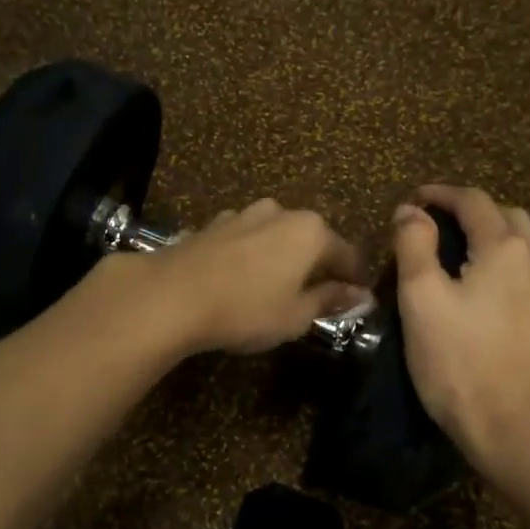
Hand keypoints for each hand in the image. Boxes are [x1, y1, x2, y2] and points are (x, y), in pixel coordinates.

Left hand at [111, 198, 368, 355]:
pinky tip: (241, 279)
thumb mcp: (296, 315)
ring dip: (281, 258)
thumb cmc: (245, 309)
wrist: (171, 295)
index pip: (347, 254)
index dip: (355, 279)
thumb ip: (329, 300)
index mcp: (311, 232)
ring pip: (276, 236)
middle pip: (311, 239)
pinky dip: (251, 256)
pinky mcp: (212, 225)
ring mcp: (243, 215)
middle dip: (317, 265)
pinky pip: (245, 240)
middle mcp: (281, 213)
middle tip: (317, 295)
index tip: (358, 298)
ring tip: (276, 287)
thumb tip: (359, 295)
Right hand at [392, 185, 529, 475]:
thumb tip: (411, 211)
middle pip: (510, 217)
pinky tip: (506, 296)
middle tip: (443, 228)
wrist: (516, 432)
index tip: (415, 199)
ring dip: (504, 239)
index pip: (474, 201)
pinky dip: (521, 272)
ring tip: (477, 257)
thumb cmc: (458, 363)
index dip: (442, 194)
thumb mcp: (420, 300)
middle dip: (475, 213)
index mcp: (504, 249)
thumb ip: (414, 246)